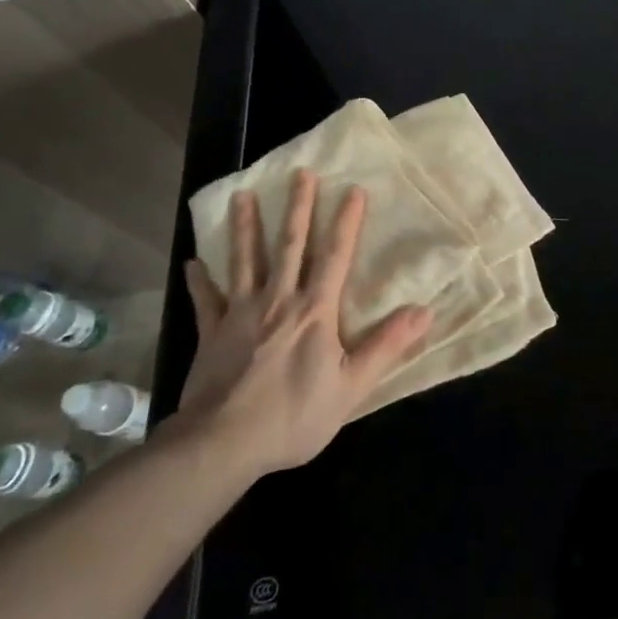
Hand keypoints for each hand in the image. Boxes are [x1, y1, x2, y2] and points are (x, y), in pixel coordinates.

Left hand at [174, 170, 430, 480]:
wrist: (221, 445)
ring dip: (246, 227)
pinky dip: (200, 280)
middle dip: (298, 208)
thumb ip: (387, 346)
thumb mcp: (352, 386)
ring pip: (245, 261)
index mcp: (315, 310)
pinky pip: (206, 301)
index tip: (353, 189)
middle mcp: (278, 300)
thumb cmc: (293, 415)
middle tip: (300, 173)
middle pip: (290, 246)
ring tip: (242, 195)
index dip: (346, 222)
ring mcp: (240, 314)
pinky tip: (193, 263)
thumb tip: (425, 311)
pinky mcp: (212, 334)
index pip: (335, 257)